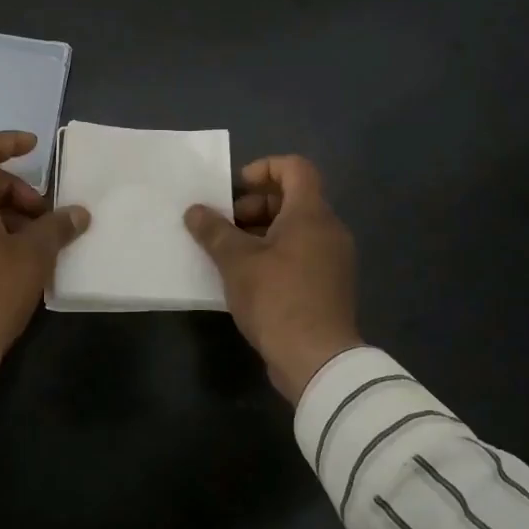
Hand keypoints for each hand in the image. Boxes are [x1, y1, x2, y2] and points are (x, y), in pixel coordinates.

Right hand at [185, 155, 361, 402]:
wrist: (317, 360)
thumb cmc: (277, 298)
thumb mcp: (236, 262)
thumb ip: (214, 231)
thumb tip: (194, 211)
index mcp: (311, 214)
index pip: (295, 168)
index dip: (264, 168)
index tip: (237, 189)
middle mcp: (328, 229)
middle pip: (293, 198)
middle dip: (255, 205)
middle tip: (226, 226)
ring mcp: (333, 259)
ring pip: (296, 229)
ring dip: (261, 232)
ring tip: (230, 253)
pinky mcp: (329, 285)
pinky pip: (301, 253)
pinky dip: (275, 254)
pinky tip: (247, 277)